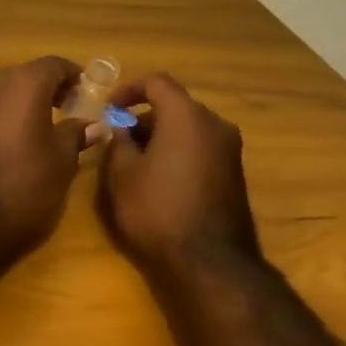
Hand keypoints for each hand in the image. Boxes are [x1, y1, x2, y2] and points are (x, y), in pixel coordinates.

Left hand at [0, 57, 90, 257]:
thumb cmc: (22, 185)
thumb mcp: (60, 161)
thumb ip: (76, 135)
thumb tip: (95, 126)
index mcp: (23, 82)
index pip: (55, 65)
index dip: (74, 77)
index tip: (87, 94)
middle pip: (27, 75)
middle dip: (49, 89)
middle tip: (69, 111)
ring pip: (5, 91)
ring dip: (25, 103)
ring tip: (45, 129)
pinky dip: (5, 116)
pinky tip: (17, 141)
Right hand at [97, 73, 259, 275]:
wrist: (210, 264)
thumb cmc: (158, 210)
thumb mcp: (123, 175)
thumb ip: (117, 142)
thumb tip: (119, 129)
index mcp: (187, 116)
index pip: (157, 82)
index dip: (129, 89)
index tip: (109, 108)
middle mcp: (215, 125)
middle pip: (175, 106)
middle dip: (144, 117)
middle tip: (118, 139)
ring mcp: (230, 151)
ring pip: (189, 129)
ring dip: (162, 136)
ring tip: (135, 162)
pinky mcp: (235, 175)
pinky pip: (201, 149)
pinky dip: (179, 153)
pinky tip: (159, 180)